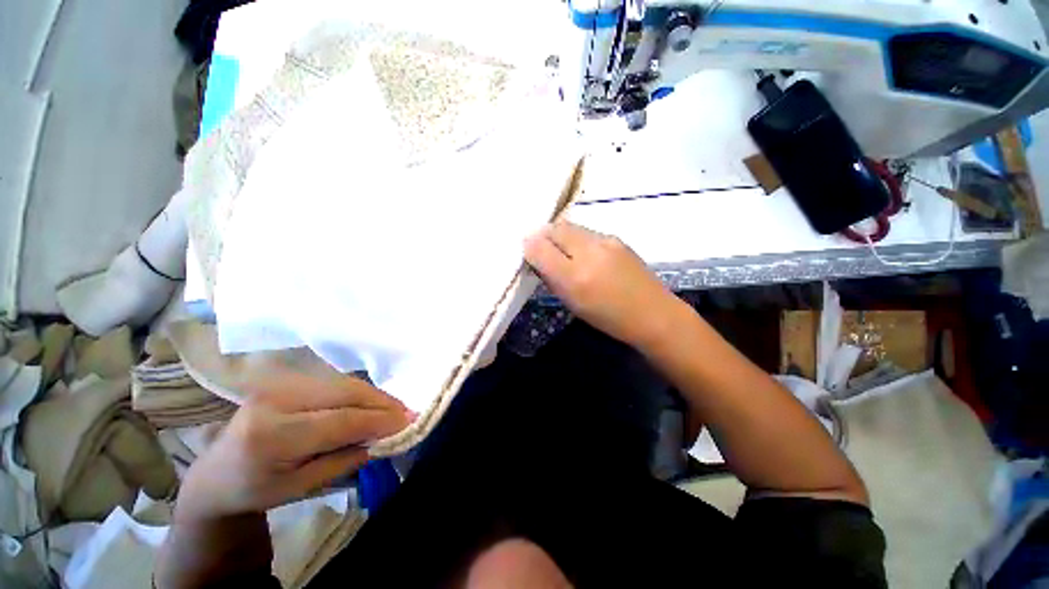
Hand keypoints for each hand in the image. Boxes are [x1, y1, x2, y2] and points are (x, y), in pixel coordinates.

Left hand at [177, 372, 411, 521]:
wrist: (214, 474)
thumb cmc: (255, 489)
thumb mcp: (300, 488)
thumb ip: (345, 461)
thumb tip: (385, 439)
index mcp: (273, 434)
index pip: (341, 421)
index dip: (380, 421)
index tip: (409, 422)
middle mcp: (277, 399)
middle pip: (346, 392)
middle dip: (383, 402)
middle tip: (408, 413)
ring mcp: (281, 383)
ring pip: (345, 382)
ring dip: (375, 395)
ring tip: (394, 410)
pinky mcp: (288, 379)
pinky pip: (335, 382)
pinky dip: (360, 392)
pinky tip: (372, 403)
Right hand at [523, 221, 679, 348]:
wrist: (654, 314)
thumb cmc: (609, 318)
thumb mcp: (573, 304)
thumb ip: (552, 278)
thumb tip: (536, 258)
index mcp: (575, 277)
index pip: (540, 247)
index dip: (529, 247)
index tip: (528, 253)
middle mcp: (589, 252)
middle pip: (555, 228)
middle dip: (543, 235)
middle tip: (540, 248)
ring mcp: (606, 241)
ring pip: (571, 227)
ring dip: (559, 236)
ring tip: (561, 251)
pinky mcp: (616, 238)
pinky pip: (587, 232)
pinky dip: (576, 238)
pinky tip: (582, 253)